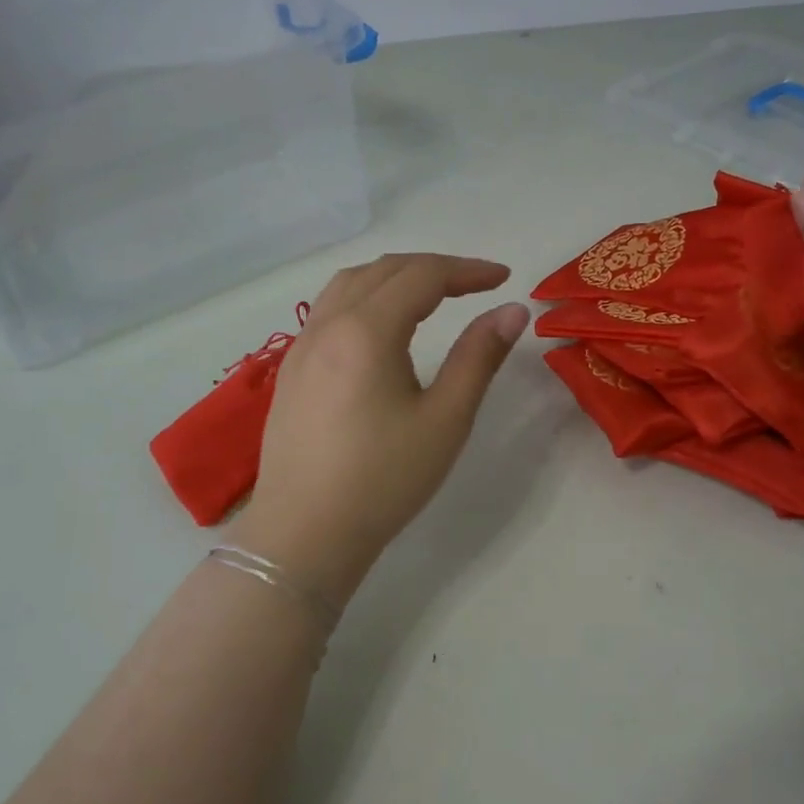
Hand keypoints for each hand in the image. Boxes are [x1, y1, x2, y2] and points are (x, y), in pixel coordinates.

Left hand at [232, 254, 528, 605]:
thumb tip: (512, 311)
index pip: (423, 276)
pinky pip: (329, 309)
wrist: (305, 535)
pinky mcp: (291, 371)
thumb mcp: (445, 419)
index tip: (504, 279)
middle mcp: (328, 325)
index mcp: (367, 331)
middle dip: (434, 268)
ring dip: (395, 276)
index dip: (468, 270)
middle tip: (476, 285)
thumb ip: (479, 357)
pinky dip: (365, 297)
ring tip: (431, 295)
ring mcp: (302, 347)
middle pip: (384, 270)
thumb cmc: (384, 480)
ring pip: (350, 284)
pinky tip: (381, 327)